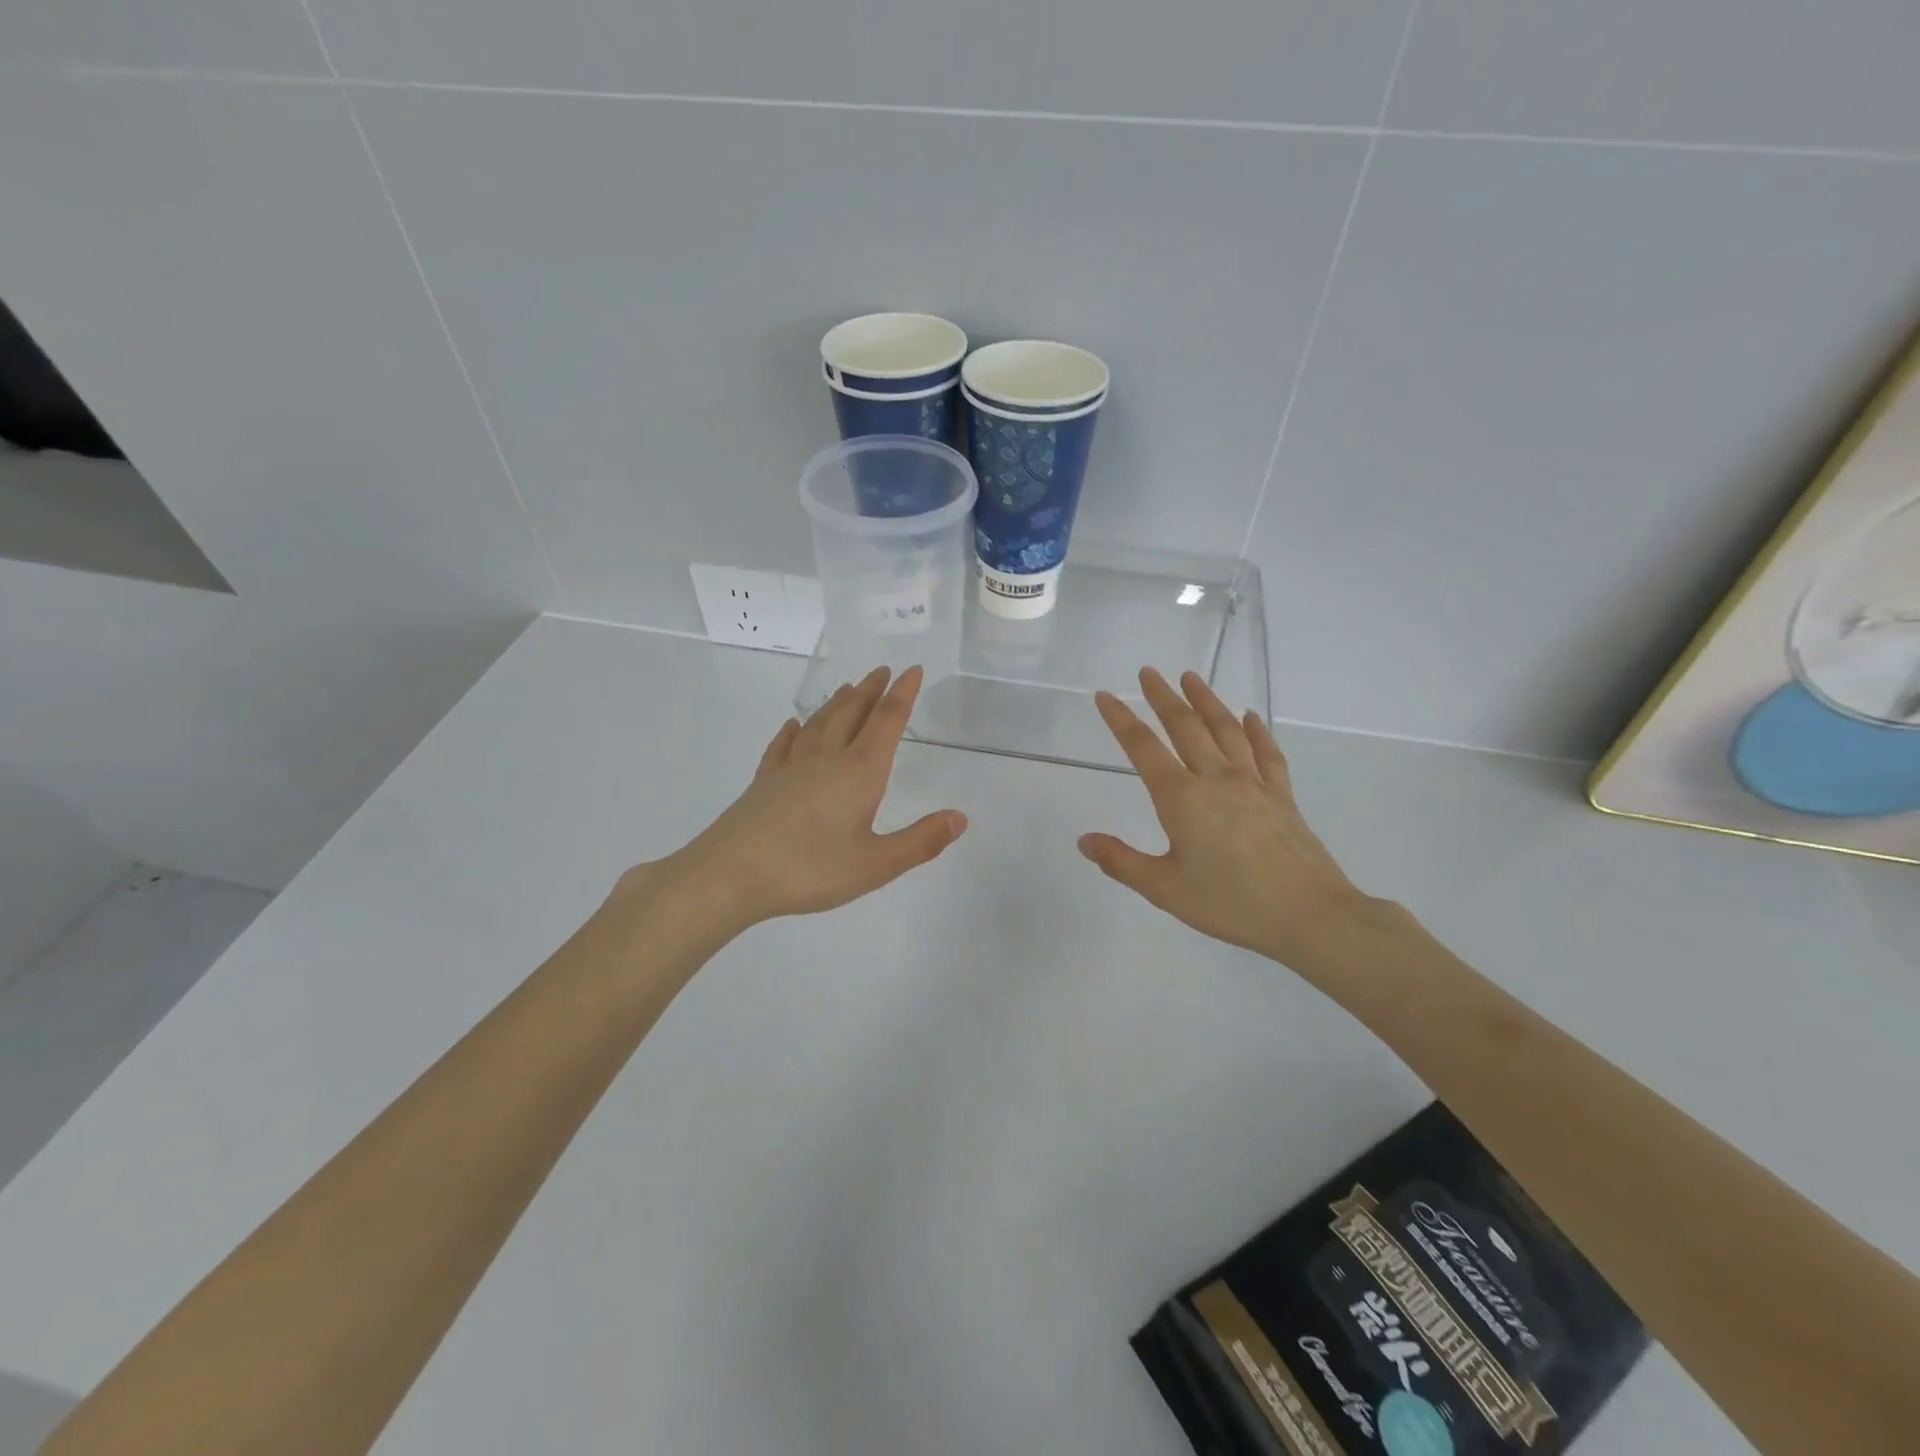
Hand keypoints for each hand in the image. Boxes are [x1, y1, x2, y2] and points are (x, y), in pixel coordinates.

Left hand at [633, 666, 966, 932]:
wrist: (732, 873)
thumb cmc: (810, 869)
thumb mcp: (876, 864)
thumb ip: (921, 841)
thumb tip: (960, 817)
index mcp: (860, 772)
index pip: (887, 722)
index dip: (902, 695)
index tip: (912, 670)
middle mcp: (827, 758)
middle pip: (852, 713)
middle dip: (871, 690)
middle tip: (882, 671)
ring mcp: (791, 766)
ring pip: (820, 722)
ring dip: (838, 702)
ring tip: (848, 687)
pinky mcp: (765, 780)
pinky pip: (784, 745)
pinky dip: (794, 731)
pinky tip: (794, 726)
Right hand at [1078, 668, 1387, 973]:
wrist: (1309, 914)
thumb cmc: (1231, 903)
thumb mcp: (1165, 889)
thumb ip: (1122, 862)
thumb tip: (1084, 841)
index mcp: (1181, 798)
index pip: (1143, 748)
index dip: (1120, 719)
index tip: (1105, 696)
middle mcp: (1215, 778)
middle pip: (1185, 726)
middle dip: (1163, 697)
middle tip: (1148, 672)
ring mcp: (1253, 782)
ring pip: (1225, 729)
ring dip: (1206, 700)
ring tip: (1191, 677)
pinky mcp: (1281, 794)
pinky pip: (1265, 752)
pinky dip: (1255, 730)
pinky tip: (1248, 716)